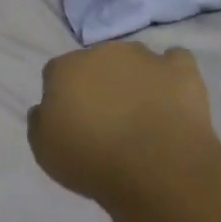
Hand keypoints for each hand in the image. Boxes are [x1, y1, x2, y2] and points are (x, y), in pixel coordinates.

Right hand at [27, 43, 218, 205]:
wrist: (155, 168)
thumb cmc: (91, 161)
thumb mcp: (44, 151)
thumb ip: (40, 122)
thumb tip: (45, 108)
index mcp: (65, 68)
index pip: (56, 73)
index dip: (64, 96)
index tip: (72, 121)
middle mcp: (102, 52)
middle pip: (96, 62)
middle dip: (99, 83)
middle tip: (107, 118)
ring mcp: (144, 57)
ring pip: (134, 59)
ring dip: (134, 78)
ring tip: (143, 113)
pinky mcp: (180, 69)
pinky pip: (175, 61)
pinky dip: (171, 75)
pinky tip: (171, 96)